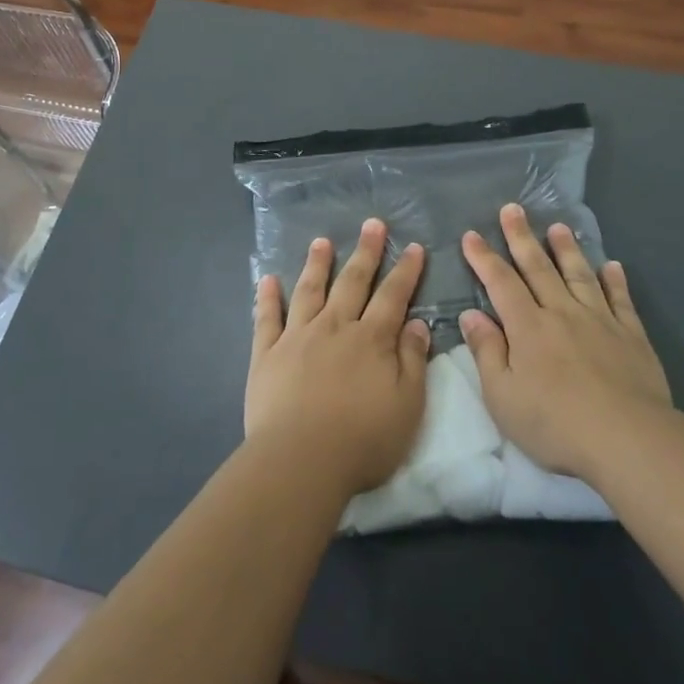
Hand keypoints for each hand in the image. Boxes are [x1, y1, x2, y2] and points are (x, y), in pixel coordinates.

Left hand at [247, 219, 430, 495]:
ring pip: (309, 290)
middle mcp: (334, 327)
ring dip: (317, 264)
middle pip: (352, 282)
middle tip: (372, 224)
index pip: (393, 296)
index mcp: (371, 339)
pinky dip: (267, 297)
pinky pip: (266, 318)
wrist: (301, 460)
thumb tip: (417, 322)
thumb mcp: (407, 405)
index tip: (412, 247)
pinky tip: (267, 279)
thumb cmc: (363, 439)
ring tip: (321, 241)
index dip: (405, 270)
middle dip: (365, 252)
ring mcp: (297, 337)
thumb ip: (413, 360)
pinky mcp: (266, 354)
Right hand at [460, 203, 671, 481]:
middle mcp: (562, 313)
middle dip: (522, 237)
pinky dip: (615, 280)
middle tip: (513, 209)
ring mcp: (600, 321)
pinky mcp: (631, 336)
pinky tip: (611, 266)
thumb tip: (471, 315)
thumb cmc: (555, 424)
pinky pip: (620, 300)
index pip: (501, 283)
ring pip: (579, 275)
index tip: (472, 235)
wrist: (628, 439)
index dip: (484, 258)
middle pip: (538, 268)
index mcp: (528, 327)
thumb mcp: (503, 396)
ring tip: (558, 227)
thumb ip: (487, 352)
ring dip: (567, 249)